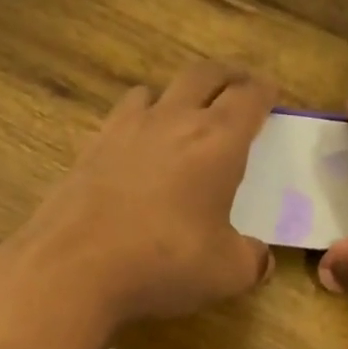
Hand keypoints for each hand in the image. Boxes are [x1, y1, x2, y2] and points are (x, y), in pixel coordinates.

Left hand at [0, 63, 276, 332]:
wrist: (76, 268)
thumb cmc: (165, 263)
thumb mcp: (227, 273)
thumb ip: (252, 260)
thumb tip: (260, 258)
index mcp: (216, 142)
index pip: (248, 98)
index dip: (264, 93)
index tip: (271, 94)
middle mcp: (172, 121)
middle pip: (203, 76)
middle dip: (226, 77)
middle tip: (237, 87)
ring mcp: (125, 130)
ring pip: (155, 90)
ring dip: (176, 94)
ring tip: (182, 113)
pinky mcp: (90, 149)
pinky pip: (121, 118)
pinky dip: (138, 121)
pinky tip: (136, 149)